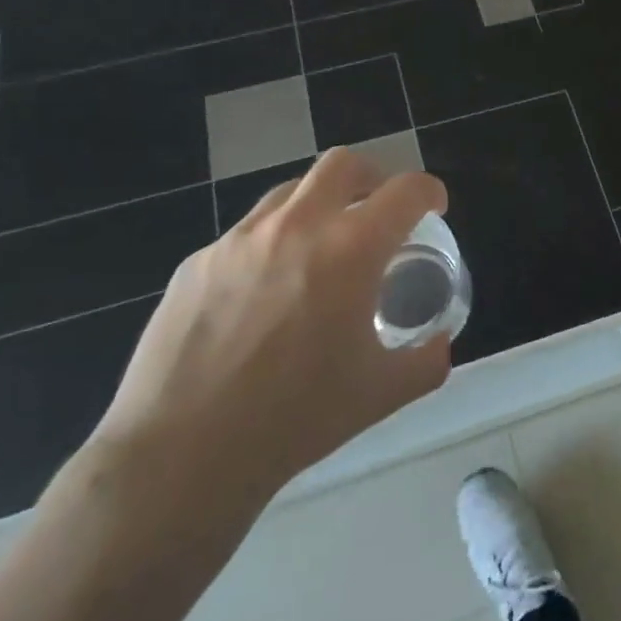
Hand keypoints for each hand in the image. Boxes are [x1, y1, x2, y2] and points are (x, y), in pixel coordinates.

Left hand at [85, 148, 451, 528]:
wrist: (180, 456)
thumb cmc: (295, 420)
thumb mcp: (381, 393)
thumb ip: (426, 360)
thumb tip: (440, 342)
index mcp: (351, 250)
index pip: (406, 191)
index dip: (430, 192)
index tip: (434, 210)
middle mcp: (297, 227)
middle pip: (344, 164)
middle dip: (373, 177)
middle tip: (379, 212)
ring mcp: (240, 239)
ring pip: (291, 191)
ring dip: (320, 205)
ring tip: (323, 249)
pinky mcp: (198, 261)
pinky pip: (248, 233)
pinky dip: (274, 243)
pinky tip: (266, 294)